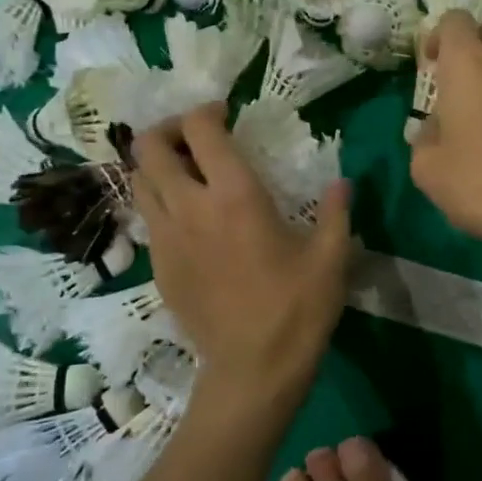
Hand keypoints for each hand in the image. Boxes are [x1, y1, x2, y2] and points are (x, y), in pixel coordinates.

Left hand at [131, 104, 350, 425]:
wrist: (252, 369)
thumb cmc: (297, 308)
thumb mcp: (332, 256)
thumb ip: (337, 210)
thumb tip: (343, 183)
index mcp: (234, 196)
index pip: (200, 130)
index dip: (207, 111)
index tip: (227, 114)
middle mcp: (190, 208)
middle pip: (149, 148)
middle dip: (167, 130)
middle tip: (196, 138)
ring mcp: (166, 239)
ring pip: (138, 182)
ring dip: (157, 166)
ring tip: (187, 172)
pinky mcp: (158, 267)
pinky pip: (147, 218)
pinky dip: (160, 201)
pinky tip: (190, 218)